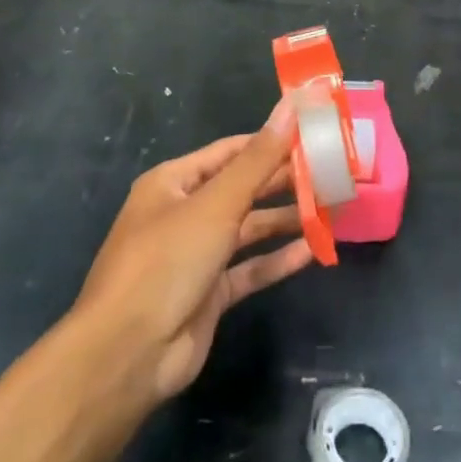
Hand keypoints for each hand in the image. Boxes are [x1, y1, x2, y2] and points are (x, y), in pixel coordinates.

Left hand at [76, 100, 314, 403]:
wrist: (128, 355)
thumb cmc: (167, 262)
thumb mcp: (216, 204)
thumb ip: (258, 159)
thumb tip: (291, 107)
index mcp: (174, 182)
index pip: (231, 151)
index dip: (271, 141)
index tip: (314, 134)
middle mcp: (185, 213)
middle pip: (242, 189)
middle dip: (284, 181)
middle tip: (332, 172)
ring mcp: (197, 255)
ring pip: (249, 228)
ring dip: (285, 219)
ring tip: (331, 208)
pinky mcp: (210, 292)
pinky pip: (250, 268)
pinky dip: (278, 259)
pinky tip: (313, 250)